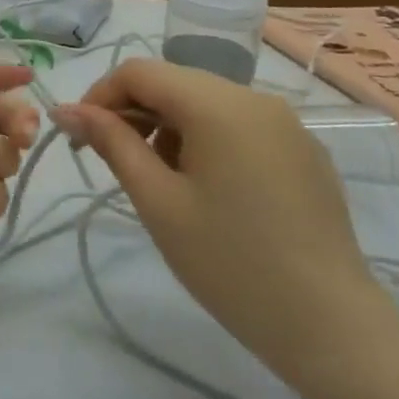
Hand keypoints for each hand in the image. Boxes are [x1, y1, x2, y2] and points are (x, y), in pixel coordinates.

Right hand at [53, 60, 382, 379]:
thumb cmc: (230, 263)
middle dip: (134, 113)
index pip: (140, 71)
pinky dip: (208, 140)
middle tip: (113, 162)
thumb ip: (111, 143)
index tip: (81, 137)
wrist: (332, 327)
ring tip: (162, 182)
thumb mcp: (158, 201)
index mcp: (218, 104)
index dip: (100, 95)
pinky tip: (209, 191)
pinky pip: (240, 125)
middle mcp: (255, 98)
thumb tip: (66, 109)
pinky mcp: (304, 151)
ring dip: (169, 127)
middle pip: (175, 82)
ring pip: (207, 103)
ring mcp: (287, 124)